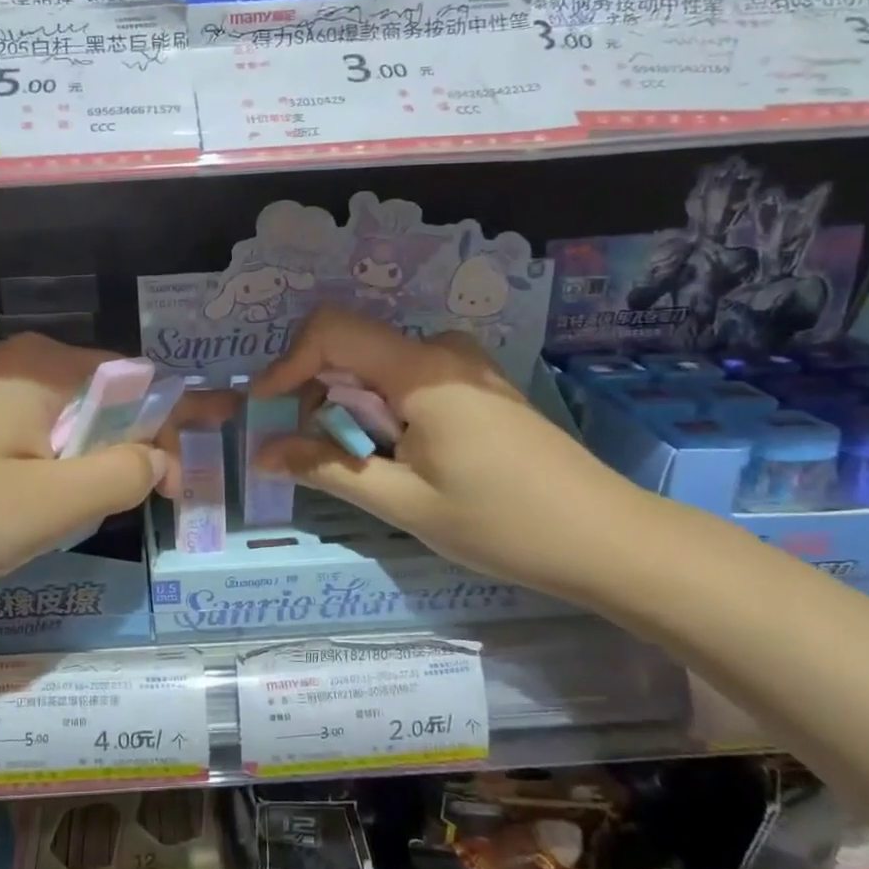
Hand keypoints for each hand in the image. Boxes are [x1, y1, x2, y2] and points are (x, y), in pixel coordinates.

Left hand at [0, 334, 173, 595]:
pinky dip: (50, 467)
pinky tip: (31, 507)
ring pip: (67, 423)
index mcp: (48, 368)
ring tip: (83, 516)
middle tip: (147, 506)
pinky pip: (30, 434)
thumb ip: (120, 475)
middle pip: (105, 401)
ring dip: (88, 465)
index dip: (179, 426)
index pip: (142, 385)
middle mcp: (20, 362)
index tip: (199, 473)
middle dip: (133, 450)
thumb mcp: (47, 506)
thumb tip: (162, 457)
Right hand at [253, 307, 657, 602]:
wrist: (606, 538)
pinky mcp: (478, 385)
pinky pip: (409, 380)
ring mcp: (465, 365)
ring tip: (361, 465)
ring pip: (378, 367)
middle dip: (318, 396)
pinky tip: (397, 456)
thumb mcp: (402, 501)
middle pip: (353, 350)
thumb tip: (262, 451)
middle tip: (312, 454)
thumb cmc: (501, 522)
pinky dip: (382, 411)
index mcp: (422, 369)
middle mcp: (442, 350)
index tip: (266, 409)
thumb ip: (326, 468)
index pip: (332, 331)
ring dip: (351, 409)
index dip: (288, 364)